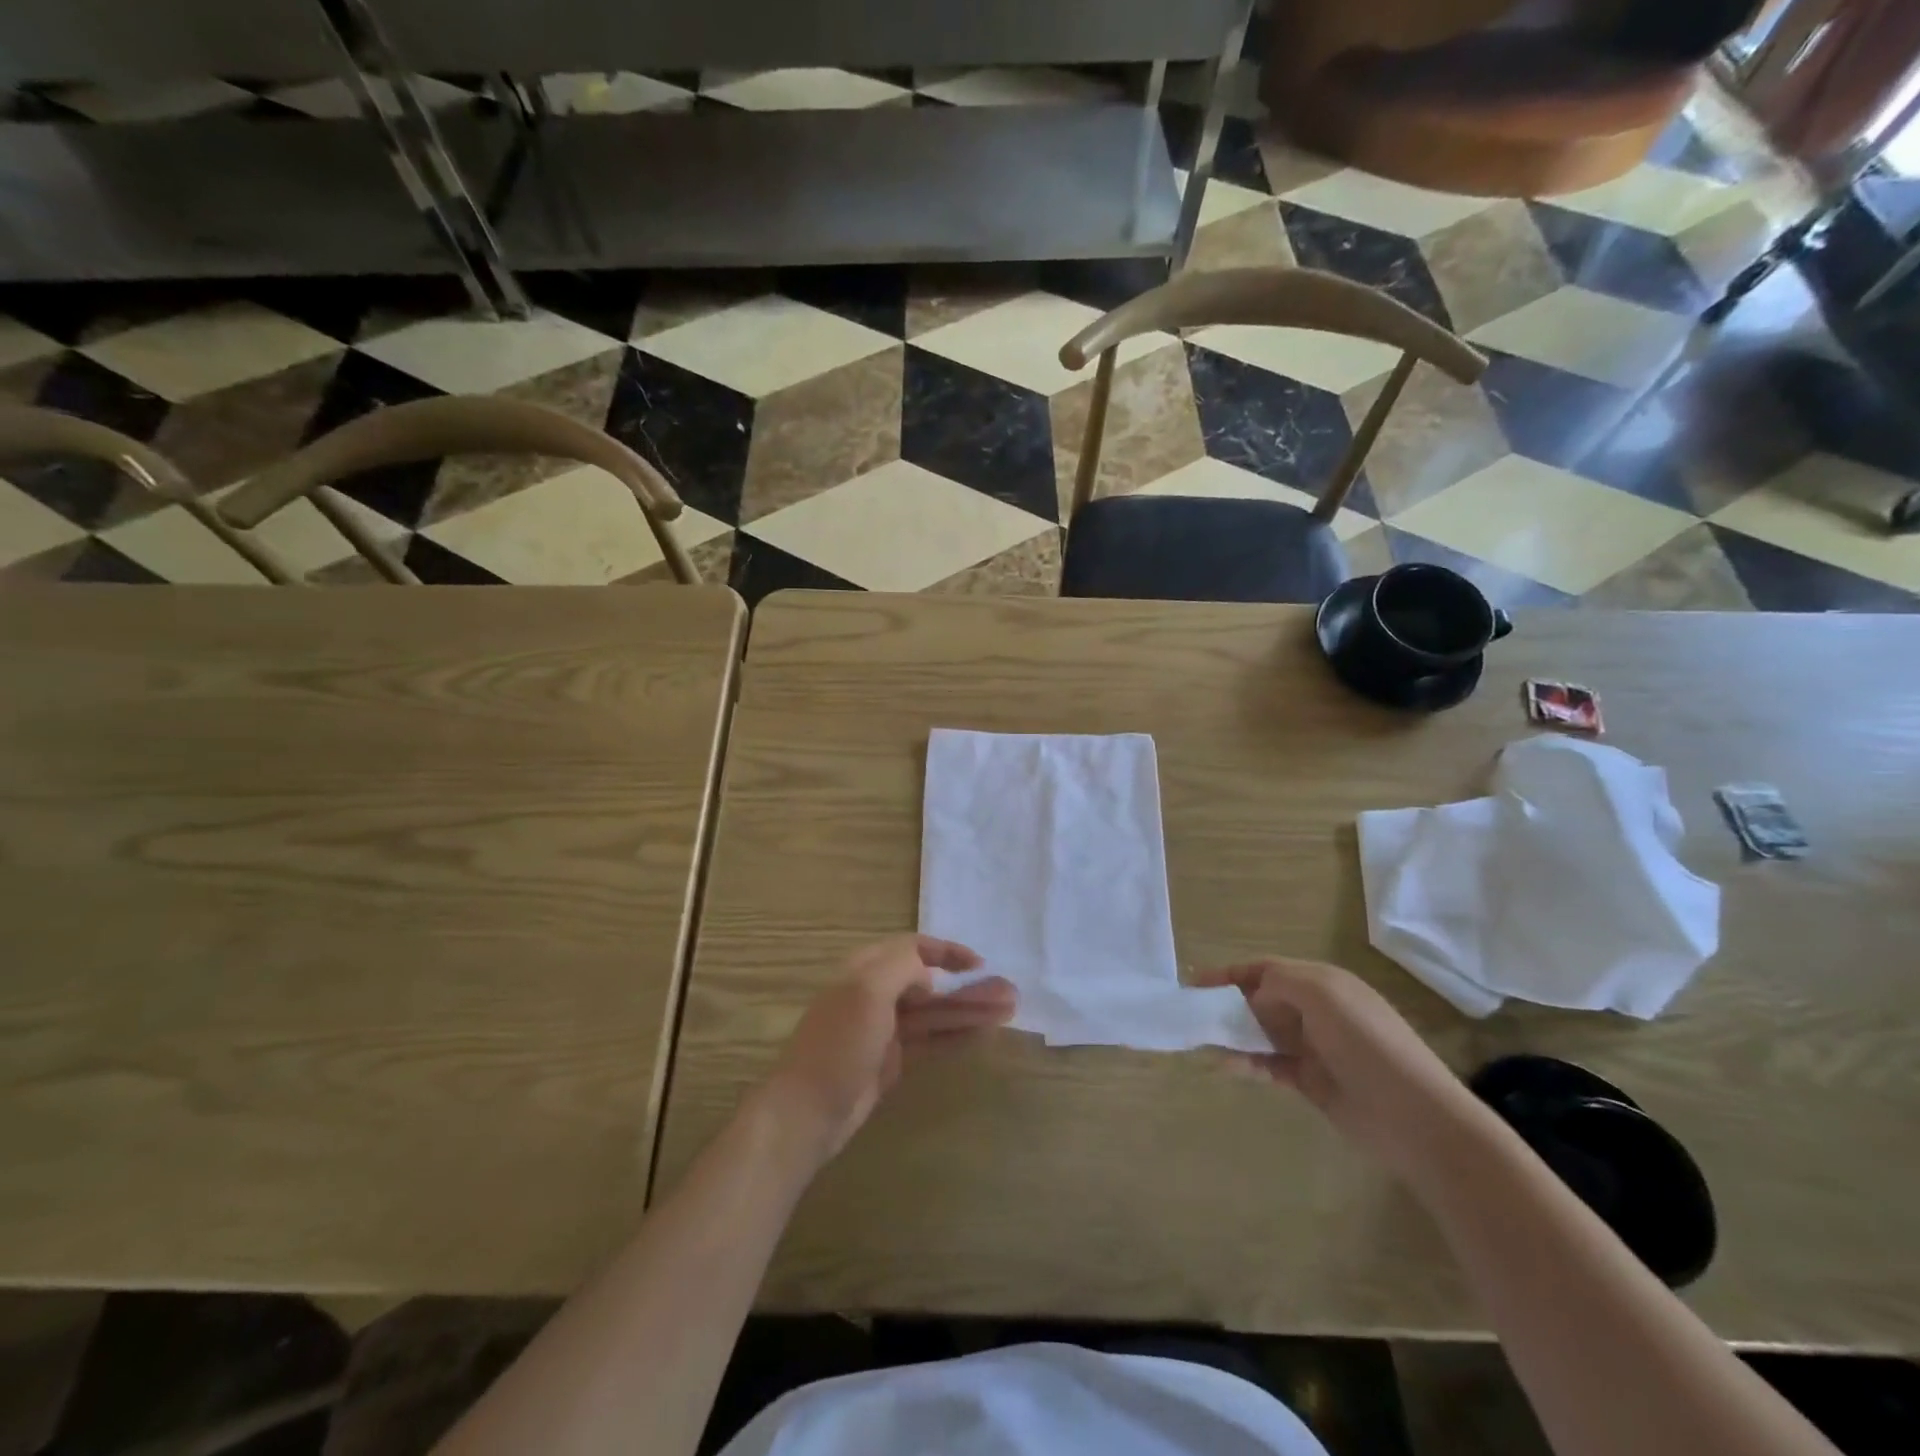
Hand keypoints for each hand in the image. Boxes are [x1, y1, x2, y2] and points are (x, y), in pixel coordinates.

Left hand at [754, 935, 1015, 1164]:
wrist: (806, 1112)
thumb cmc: (838, 1044)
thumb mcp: (867, 991)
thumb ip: (902, 968)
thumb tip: (929, 977)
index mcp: (865, 969)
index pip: (913, 948)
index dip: (947, 951)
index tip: (979, 963)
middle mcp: (876, 994)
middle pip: (931, 983)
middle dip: (968, 987)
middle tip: (1009, 993)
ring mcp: (885, 1030)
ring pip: (935, 1014)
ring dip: (969, 1011)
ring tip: (1008, 1011)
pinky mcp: (891, 1062)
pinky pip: (930, 1042)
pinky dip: (956, 1036)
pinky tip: (982, 1035)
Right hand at [1196, 958, 1483, 1177]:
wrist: (1416, 1118)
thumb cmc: (1368, 1044)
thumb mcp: (1322, 995)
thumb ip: (1278, 984)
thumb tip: (1252, 1000)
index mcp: (1323, 983)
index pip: (1267, 969)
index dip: (1231, 972)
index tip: (1195, 981)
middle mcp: (1317, 1011)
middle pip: (1262, 999)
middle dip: (1228, 1003)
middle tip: (1194, 1013)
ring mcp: (1315, 1048)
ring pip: (1262, 1033)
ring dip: (1233, 1034)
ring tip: (1201, 1040)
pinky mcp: (1312, 1082)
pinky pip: (1269, 1065)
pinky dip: (1246, 1063)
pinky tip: (1225, 1066)